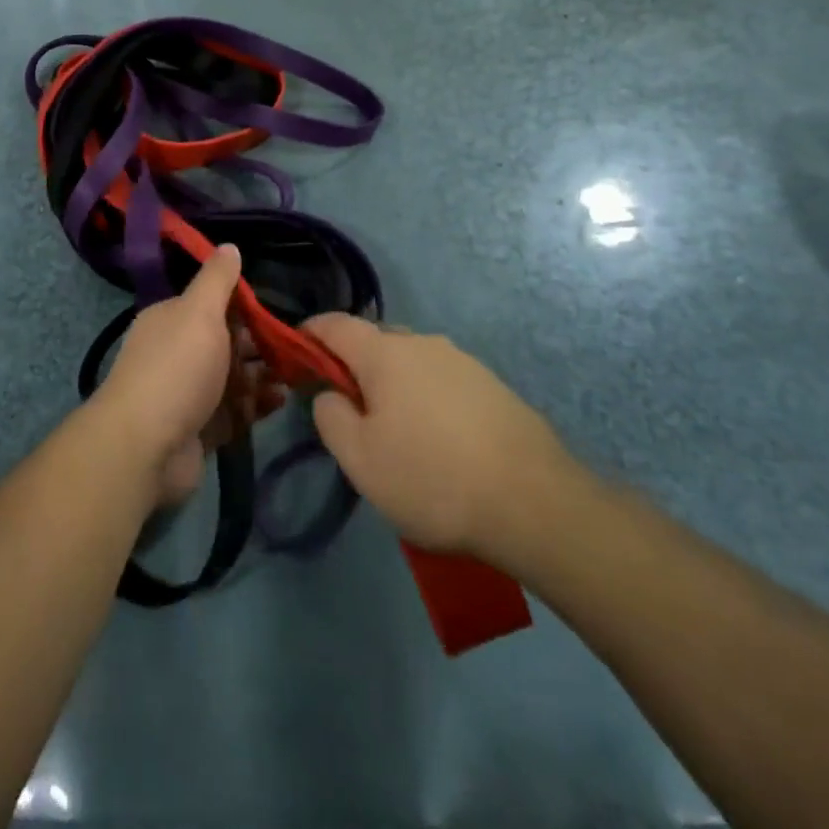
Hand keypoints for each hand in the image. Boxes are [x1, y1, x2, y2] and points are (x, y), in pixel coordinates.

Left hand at [96, 246, 283, 505]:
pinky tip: (281, 400)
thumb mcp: (199, 312)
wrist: (145, 447)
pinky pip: (235, 411)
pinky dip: (257, 404)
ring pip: (234, 378)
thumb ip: (217, 280)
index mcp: (172, 321)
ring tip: (297, 374)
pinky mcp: (201, 429)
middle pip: (227, 343)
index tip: (279, 311)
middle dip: (261, 344)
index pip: (213, 305)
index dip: (245, 306)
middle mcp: (178, 353)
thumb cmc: (177, 368)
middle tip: (298, 347)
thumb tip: (229, 245)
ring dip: (263, 375)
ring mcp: (189, 394)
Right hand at [306, 315, 582, 566]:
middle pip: (375, 340)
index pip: (335, 324)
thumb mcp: (360, 459)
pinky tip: (437, 439)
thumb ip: (330, 416)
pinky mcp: (492, 386)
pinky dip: (426, 398)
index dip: (308, 332)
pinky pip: (442, 380)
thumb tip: (330, 395)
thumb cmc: (432, 479)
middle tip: (348, 408)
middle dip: (353, 364)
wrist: (535, 504)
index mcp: (386, 353)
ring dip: (393, 383)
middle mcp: (424, 344)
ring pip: (411, 361)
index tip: (294, 352)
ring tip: (396, 431)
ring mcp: (464, 362)